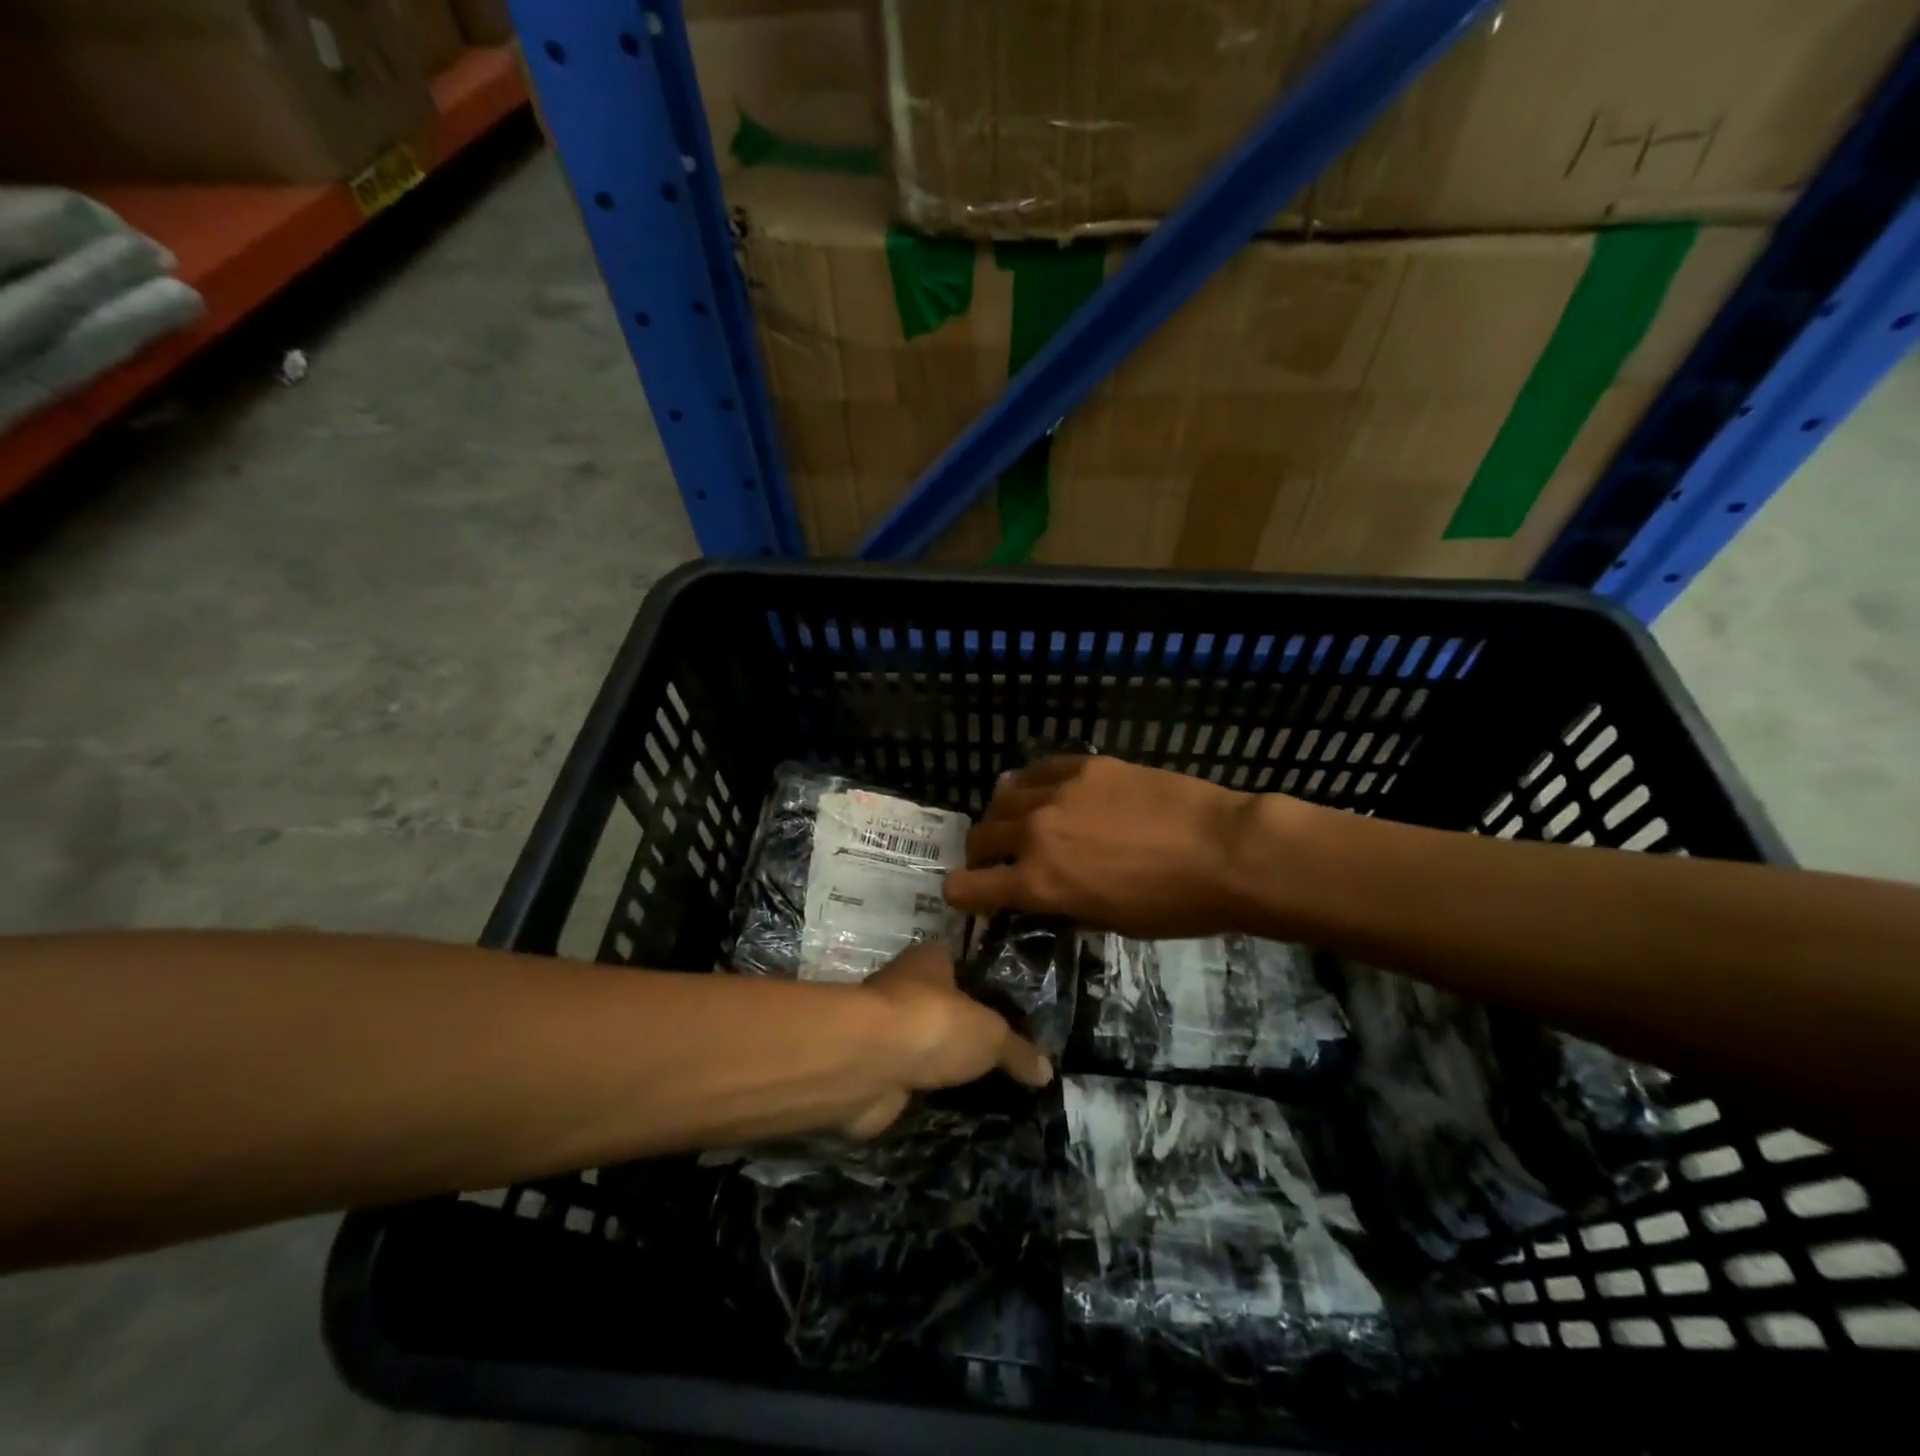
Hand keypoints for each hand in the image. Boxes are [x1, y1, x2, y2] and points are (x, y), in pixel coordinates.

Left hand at [843, 942, 1050, 1137]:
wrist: (868, 1061)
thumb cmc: (933, 1023)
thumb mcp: (991, 1034)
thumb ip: (1018, 1051)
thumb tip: (1047, 1071)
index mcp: (929, 961)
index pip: (958, 966)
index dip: (979, 988)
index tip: (1005, 1016)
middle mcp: (902, 988)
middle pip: (938, 1009)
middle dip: (960, 1032)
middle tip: (997, 1061)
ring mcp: (883, 1031)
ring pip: (920, 1047)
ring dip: (938, 1066)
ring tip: (979, 1090)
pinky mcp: (872, 1071)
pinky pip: (906, 1082)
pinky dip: (920, 1095)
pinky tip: (947, 1110)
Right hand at [945, 755, 1286, 939]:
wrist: (1223, 851)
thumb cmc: (1173, 905)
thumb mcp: (1108, 922)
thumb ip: (1063, 903)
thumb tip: (1046, 893)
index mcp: (1037, 882)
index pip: (967, 886)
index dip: (963, 895)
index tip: (973, 897)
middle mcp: (1033, 833)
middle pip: (980, 836)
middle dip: (981, 854)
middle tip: (1000, 861)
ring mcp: (1057, 792)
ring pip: (1002, 796)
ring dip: (1003, 815)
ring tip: (1023, 821)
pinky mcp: (1084, 766)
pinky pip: (1039, 770)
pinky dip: (1032, 785)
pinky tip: (1048, 793)